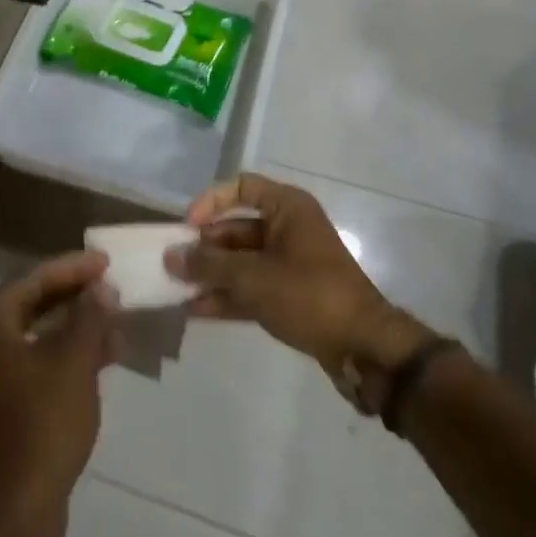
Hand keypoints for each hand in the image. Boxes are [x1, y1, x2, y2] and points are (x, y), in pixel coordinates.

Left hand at [0, 251, 121, 518]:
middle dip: (76, 298)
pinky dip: (66, 354)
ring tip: (116, 322)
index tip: (107, 262)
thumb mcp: (75, 360)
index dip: (74, 269)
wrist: (21, 504)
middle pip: (34, 304)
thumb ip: (90, 315)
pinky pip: (35, 360)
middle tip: (111, 288)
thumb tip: (101, 288)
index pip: (35, 280)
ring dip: (76, 327)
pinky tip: (104, 355)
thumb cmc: (45, 420)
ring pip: (37, 334)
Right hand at [166, 173, 434, 376]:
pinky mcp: (291, 296)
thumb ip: (209, 265)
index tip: (188, 226)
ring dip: (211, 275)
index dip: (211, 202)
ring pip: (241, 261)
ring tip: (177, 291)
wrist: (365, 348)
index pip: (241, 187)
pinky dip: (227, 296)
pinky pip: (251, 288)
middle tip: (173, 266)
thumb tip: (170, 256)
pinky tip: (196, 311)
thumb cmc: (309, 295)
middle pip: (236, 228)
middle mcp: (289, 229)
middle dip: (204, 248)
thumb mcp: (253, 277)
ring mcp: (290, 264)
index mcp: (288, 208)